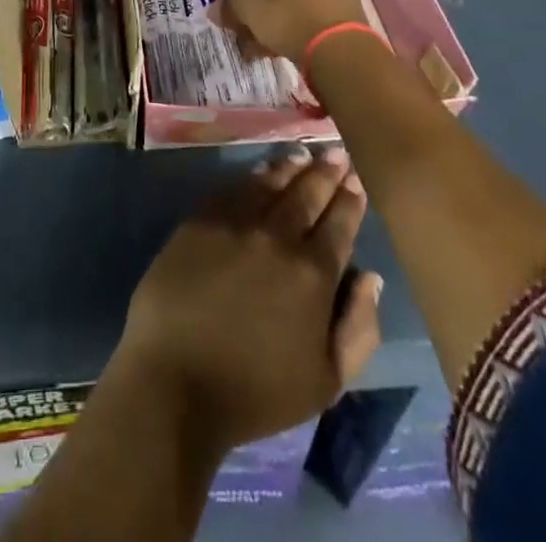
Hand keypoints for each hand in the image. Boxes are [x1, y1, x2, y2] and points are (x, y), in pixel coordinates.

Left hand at [113, 147, 383, 454]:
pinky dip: (253, 175)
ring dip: (290, 166)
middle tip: (336, 153)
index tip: (356, 179)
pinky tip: (261, 171)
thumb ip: (359, 328)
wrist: (175, 379)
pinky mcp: (200, 220)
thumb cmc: (256, 392)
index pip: (340, 224)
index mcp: (313, 274)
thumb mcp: (326, 381)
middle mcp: (277, 236)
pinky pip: (233, 187)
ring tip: (303, 154)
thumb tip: (370, 276)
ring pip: (270, 183)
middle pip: (307, 193)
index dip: (350, 199)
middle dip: (326, 172)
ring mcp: (235, 223)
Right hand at [211, 0, 366, 61]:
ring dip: (265, 17)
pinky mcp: (342, 7)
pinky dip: (287, 24)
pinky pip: (305, 10)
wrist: (336, 45)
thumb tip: (217, 10)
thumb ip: (228, 4)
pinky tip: (270, 48)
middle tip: (235, 20)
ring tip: (250, 44)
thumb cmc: (283, 8)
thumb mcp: (244, 4)